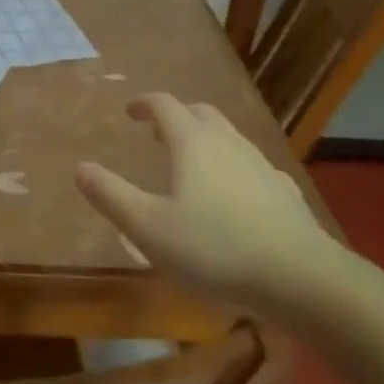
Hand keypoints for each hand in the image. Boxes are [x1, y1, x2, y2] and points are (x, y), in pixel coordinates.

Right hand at [76, 93, 353, 318]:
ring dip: (206, 140)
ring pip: (230, 137)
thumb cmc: (215, 248)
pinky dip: (236, 169)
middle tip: (159, 134)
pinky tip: (237, 196)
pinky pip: (254, 168)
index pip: (165, 105)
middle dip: (177, 117)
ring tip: (193, 165)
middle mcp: (228, 142)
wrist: (301, 279)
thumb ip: (111, 196)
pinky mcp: (286, 193)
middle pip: (200, 113)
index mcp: (192, 142)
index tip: (131, 112)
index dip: (145, 104)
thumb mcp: (149, 228)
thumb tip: (81, 168)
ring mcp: (261, 166)